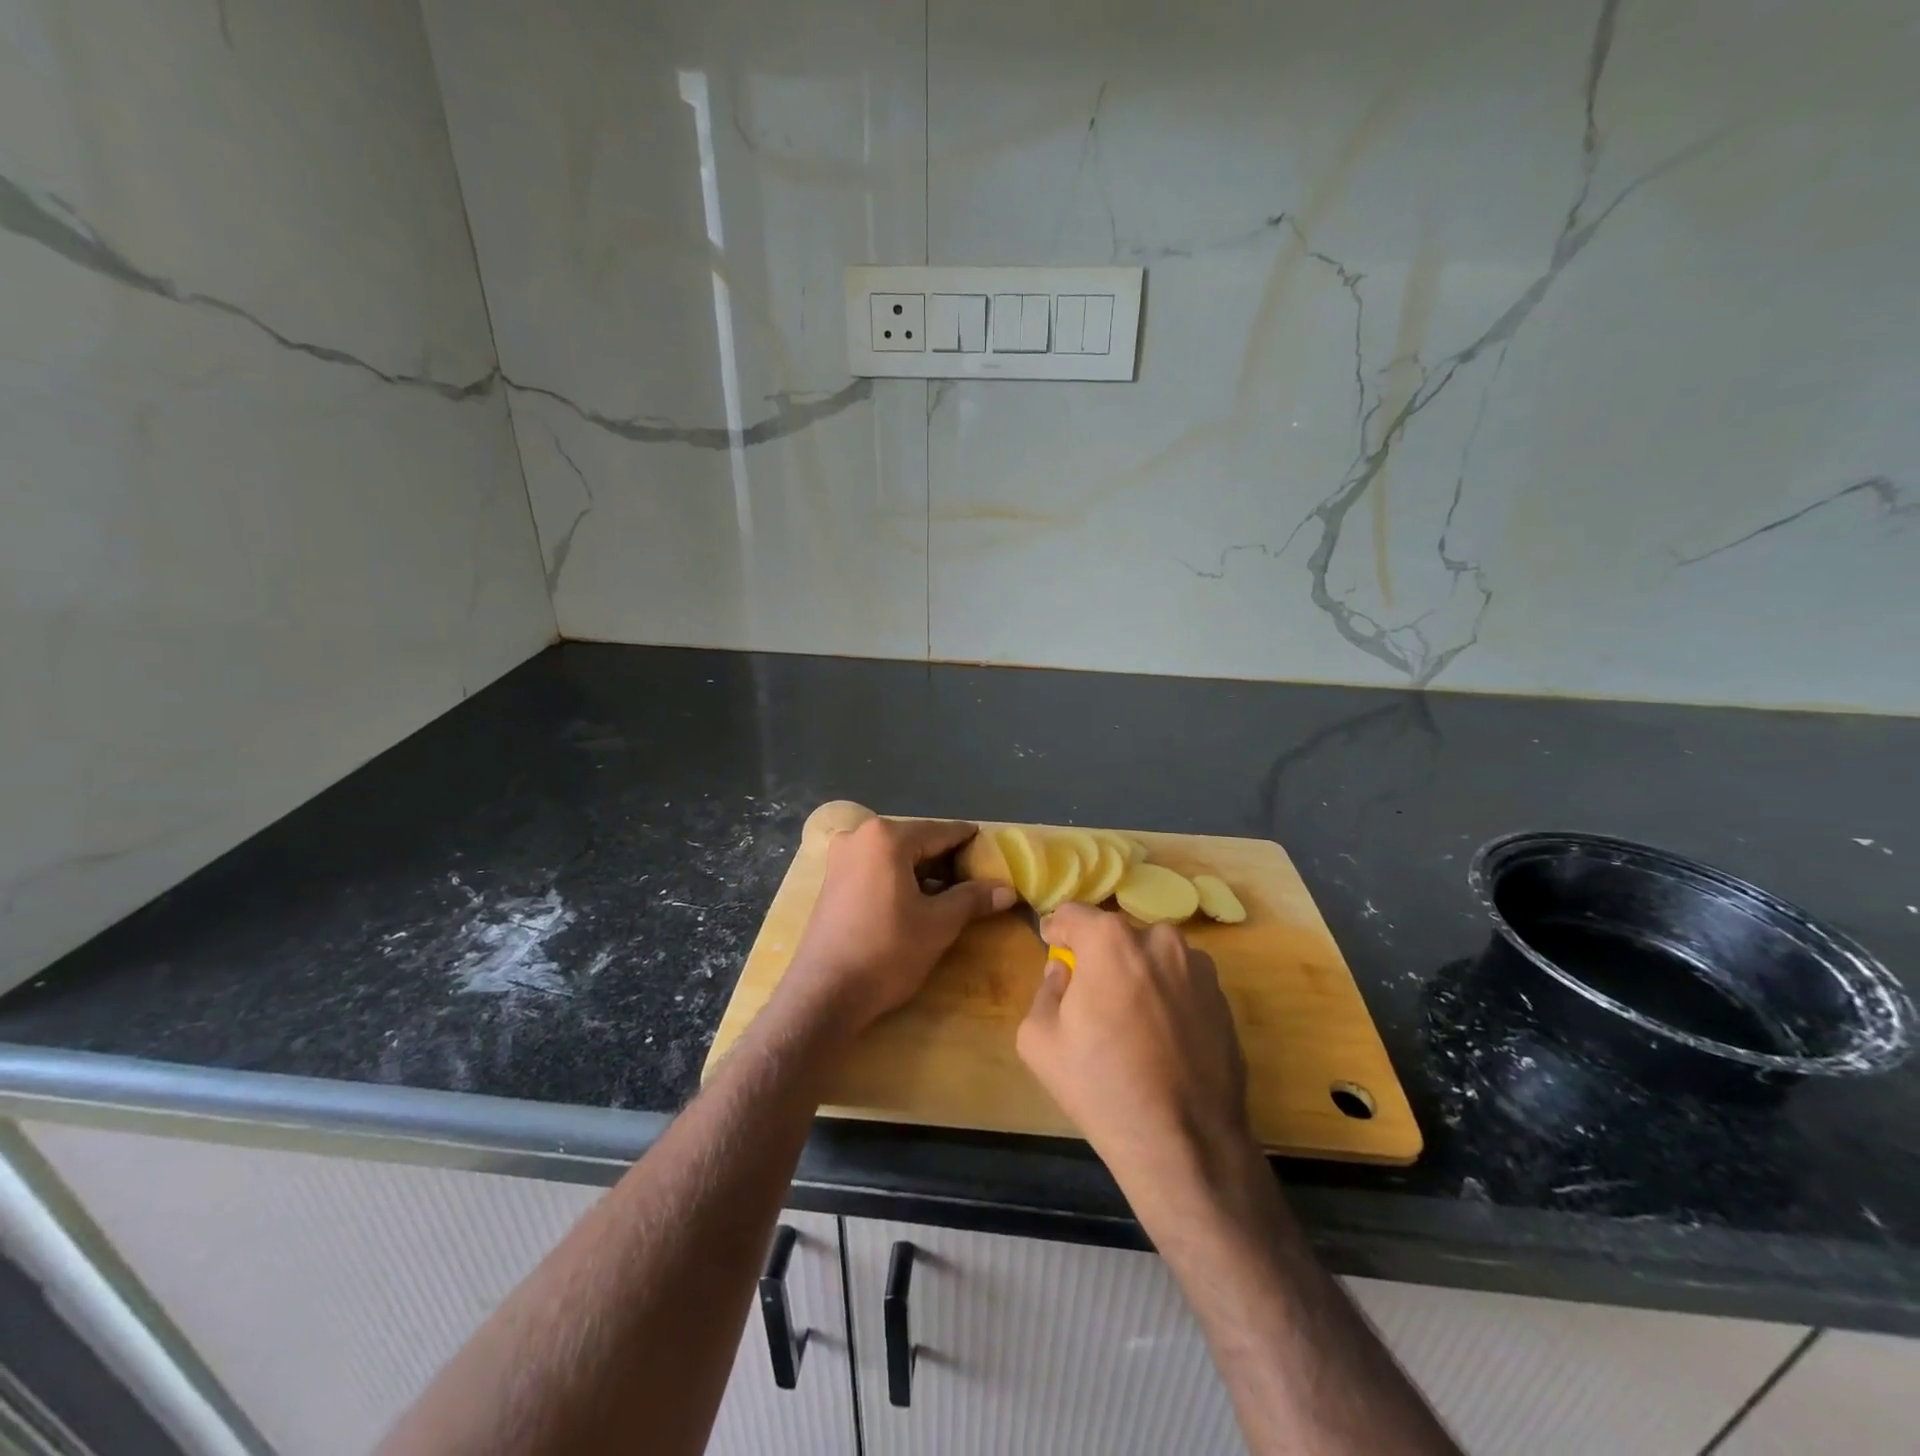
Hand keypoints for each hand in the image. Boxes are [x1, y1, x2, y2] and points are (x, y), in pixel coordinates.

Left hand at [782, 818, 1014, 1031]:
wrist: (824, 994)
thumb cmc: (886, 951)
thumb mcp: (938, 924)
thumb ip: (972, 899)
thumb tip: (1007, 889)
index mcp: (886, 837)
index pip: (941, 832)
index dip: (970, 842)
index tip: (993, 850)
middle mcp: (859, 836)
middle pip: (917, 841)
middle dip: (947, 859)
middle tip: (977, 878)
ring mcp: (841, 858)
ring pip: (896, 856)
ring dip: (924, 872)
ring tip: (953, 893)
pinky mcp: (832, 881)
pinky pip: (876, 869)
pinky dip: (900, 879)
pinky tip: (918, 901)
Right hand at [1017, 903, 1251, 1190]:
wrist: (1186, 1143)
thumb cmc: (1102, 1086)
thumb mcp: (1039, 1040)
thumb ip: (1045, 990)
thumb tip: (1063, 972)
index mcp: (1110, 940)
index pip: (1072, 914)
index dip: (1056, 931)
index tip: (1052, 949)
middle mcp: (1159, 939)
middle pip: (1115, 935)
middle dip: (1099, 956)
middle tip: (1090, 996)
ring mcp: (1198, 966)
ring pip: (1152, 956)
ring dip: (1137, 974)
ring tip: (1130, 1022)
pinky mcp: (1223, 998)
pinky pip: (1181, 982)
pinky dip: (1167, 996)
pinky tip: (1161, 1040)